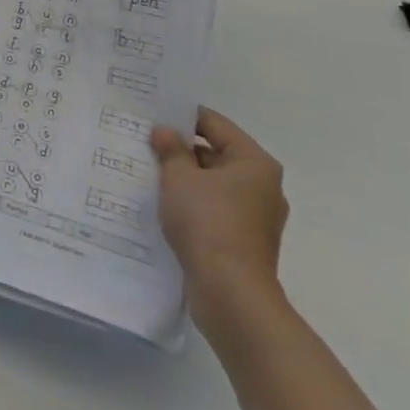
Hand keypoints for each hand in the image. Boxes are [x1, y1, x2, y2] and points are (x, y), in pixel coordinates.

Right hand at [150, 107, 288, 330]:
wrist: (230, 294)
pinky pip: (216, 210)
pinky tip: (166, 205)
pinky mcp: (246, 242)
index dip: (182, 117)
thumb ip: (171, 149)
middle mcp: (263, 186)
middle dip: (182, 150)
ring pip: (215, 184)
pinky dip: (194, 204)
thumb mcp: (179, 177)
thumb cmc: (207, 222)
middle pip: (216, 154)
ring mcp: (257, 217)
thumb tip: (165, 132)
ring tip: (150, 173)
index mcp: (254, 163)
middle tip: (146, 144)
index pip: (214, 124)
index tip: (153, 116)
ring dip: (186, 179)